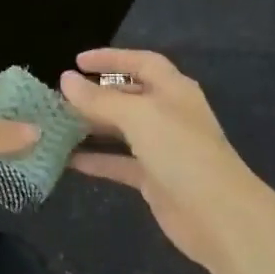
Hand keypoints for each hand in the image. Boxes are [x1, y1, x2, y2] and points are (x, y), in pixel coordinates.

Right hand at [61, 49, 268, 273]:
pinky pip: (118, 163)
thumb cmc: (181, 153)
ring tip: (57, 125)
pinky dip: (96, 159)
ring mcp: (162, 148)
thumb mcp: (139, 117)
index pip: (141, 63)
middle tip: (59, 96)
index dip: (111, 58)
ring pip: (121, 130)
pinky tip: (68, 160)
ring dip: (92, 127)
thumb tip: (66, 79)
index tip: (76, 61)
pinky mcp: (153, 178)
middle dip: (96, 94)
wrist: (218, 215)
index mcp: (173, 90)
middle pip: (128, 96)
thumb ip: (100, 99)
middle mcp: (168, 115)